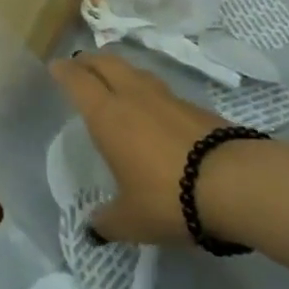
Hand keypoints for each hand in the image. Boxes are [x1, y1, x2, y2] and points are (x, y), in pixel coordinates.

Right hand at [52, 52, 233, 245]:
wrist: (233, 184)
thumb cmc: (167, 197)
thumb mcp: (131, 220)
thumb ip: (107, 222)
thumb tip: (92, 229)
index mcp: (107, 115)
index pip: (78, 81)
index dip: (64, 71)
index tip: (55, 66)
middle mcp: (132, 96)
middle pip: (106, 62)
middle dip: (90, 60)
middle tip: (80, 64)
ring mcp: (166, 97)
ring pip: (135, 70)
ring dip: (120, 70)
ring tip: (115, 80)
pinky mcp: (195, 107)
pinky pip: (161, 90)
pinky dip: (148, 91)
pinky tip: (152, 109)